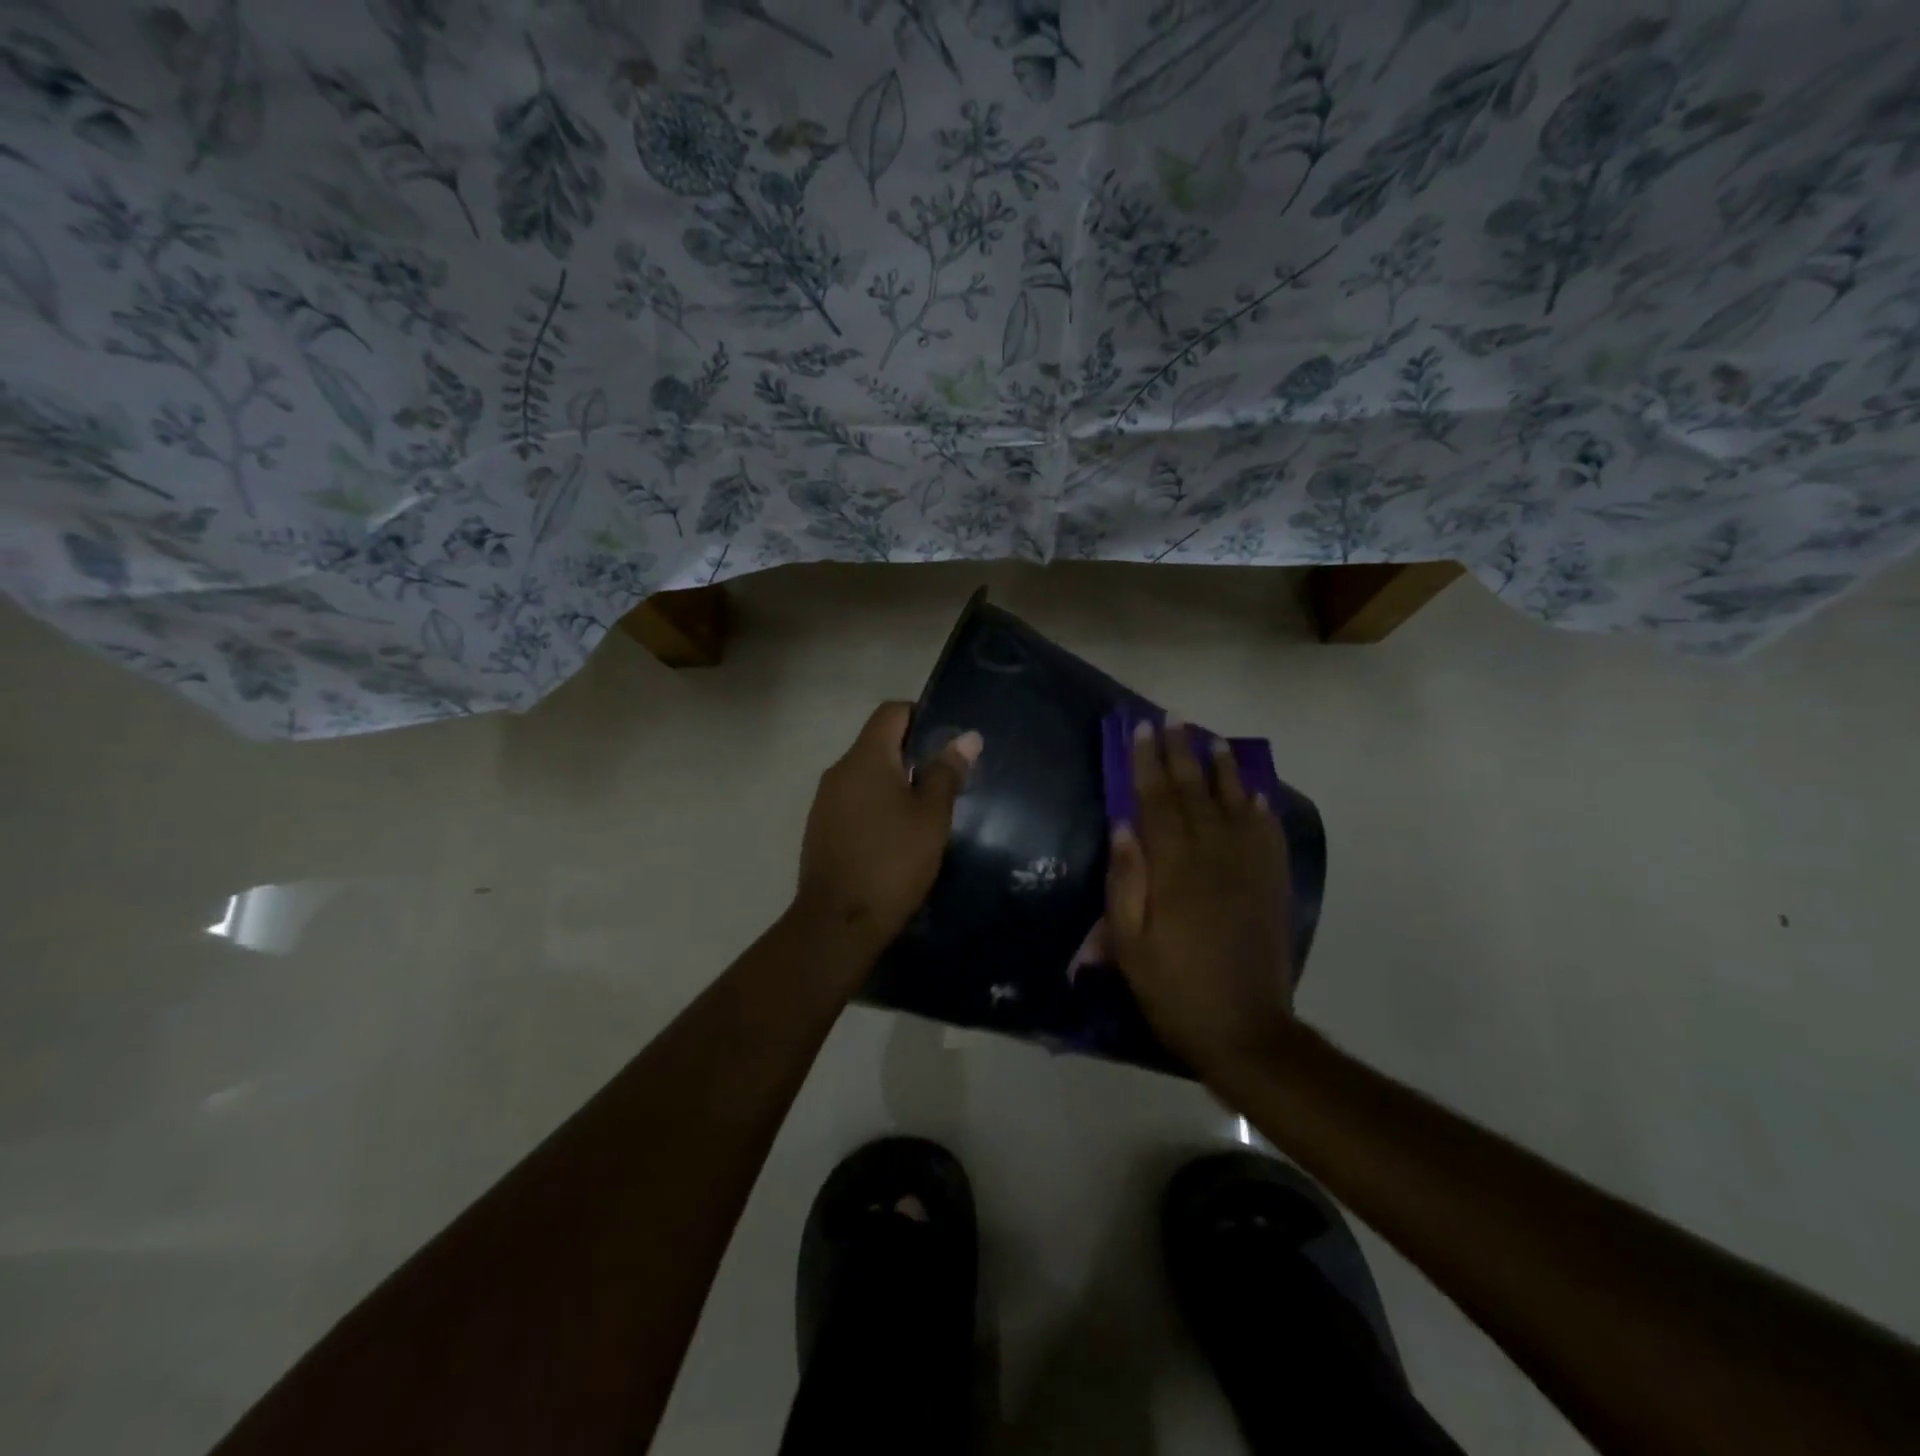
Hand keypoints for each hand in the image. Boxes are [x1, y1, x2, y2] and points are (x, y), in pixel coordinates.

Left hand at [794, 702, 980, 964]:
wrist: (838, 922)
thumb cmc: (892, 862)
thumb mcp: (931, 817)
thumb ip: (947, 772)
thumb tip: (967, 737)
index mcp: (865, 758)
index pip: (891, 712)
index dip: (921, 715)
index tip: (947, 741)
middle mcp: (839, 770)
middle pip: (878, 742)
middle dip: (912, 754)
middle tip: (946, 779)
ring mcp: (825, 801)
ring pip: (866, 774)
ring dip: (895, 782)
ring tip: (926, 810)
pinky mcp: (821, 828)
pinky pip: (854, 800)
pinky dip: (877, 805)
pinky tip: (898, 835)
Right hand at [1105, 719, 1294, 1076]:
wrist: (1244, 1028)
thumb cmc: (1173, 987)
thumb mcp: (1129, 942)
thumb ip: (1125, 880)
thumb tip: (1122, 825)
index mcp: (1174, 868)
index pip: (1155, 800)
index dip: (1146, 762)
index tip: (1140, 729)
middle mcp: (1214, 855)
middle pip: (1194, 792)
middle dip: (1180, 752)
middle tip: (1173, 717)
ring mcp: (1249, 867)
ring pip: (1234, 803)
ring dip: (1221, 768)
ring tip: (1211, 739)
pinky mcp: (1272, 883)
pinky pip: (1267, 832)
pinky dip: (1260, 805)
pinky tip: (1255, 789)